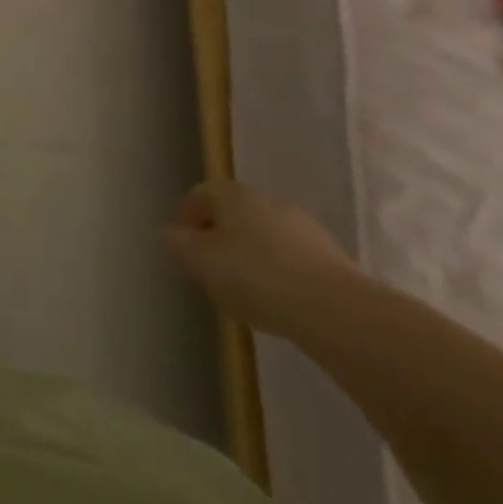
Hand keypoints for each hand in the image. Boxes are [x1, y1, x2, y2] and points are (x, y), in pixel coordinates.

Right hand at [162, 179, 360, 338]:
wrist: (335, 310)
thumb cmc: (255, 276)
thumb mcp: (201, 261)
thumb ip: (178, 245)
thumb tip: (167, 233)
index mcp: (233, 194)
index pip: (199, 195)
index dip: (183, 217)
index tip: (175, 243)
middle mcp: (267, 201)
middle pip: (231, 214)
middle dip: (215, 236)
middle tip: (203, 266)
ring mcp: (302, 228)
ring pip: (261, 236)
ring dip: (246, 255)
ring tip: (237, 289)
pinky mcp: (329, 258)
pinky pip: (288, 259)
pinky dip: (274, 272)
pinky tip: (272, 300)